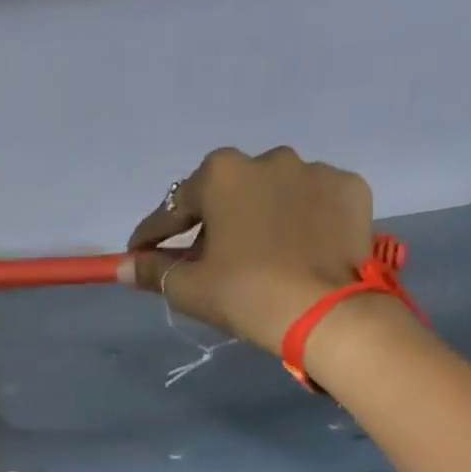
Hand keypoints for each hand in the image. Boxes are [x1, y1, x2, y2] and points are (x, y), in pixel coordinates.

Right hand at [125, 146, 375, 354]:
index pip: (175, 208)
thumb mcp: (190, 289)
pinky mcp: (349, 190)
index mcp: (222, 175)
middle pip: (227, 195)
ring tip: (259, 257)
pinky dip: (301, 223)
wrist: (326, 313)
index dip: (153, 234)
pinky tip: (298, 251)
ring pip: (273, 195)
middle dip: (211, 224)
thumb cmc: (246, 295)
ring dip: (259, 219)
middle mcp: (268, 158)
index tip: (141, 252)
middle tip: (205, 260)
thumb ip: (153, 272)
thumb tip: (121, 267)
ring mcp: (314, 170)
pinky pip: (313, 204)